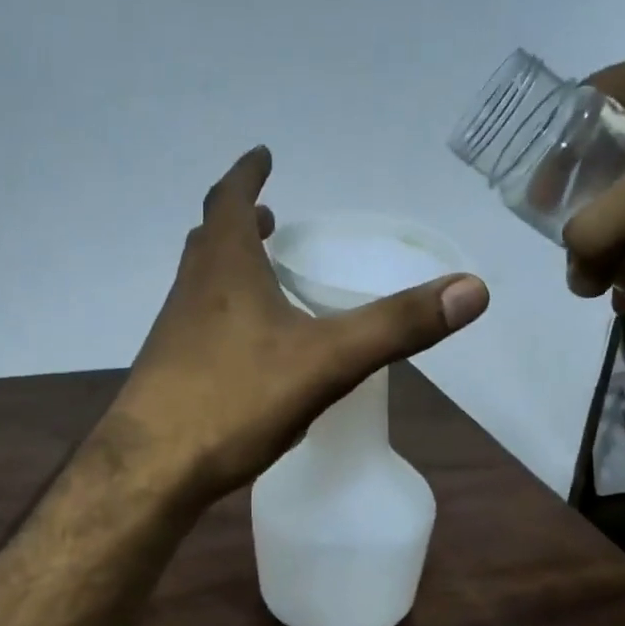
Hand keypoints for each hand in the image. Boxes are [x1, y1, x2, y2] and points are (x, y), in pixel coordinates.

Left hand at [102, 146, 488, 503]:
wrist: (151, 470)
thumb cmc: (233, 401)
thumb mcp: (326, 361)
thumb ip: (396, 326)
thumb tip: (473, 289)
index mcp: (224, 270)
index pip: (231, 201)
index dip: (248, 174)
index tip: (262, 155)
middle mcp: (191, 292)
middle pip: (209, 239)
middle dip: (239, 219)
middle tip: (268, 215)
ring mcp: (173, 334)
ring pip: (201, 283)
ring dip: (229, 266)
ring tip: (262, 273)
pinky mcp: (168, 374)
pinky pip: (198, 325)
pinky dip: (223, 314)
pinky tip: (246, 350)